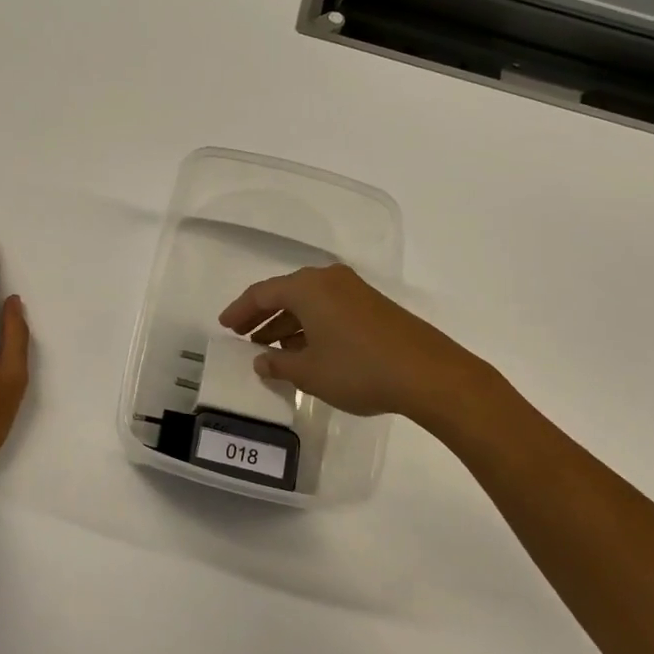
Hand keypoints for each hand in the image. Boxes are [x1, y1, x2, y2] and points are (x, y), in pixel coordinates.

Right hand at [219, 264, 516, 441]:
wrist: (429, 373)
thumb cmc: (359, 369)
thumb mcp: (310, 372)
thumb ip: (279, 364)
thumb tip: (262, 360)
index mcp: (307, 288)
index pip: (261, 293)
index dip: (240, 311)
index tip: (224, 326)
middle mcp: (328, 280)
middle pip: (285, 293)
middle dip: (263, 316)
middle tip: (244, 336)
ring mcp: (354, 290)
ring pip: (309, 302)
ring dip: (287, 323)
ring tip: (272, 349)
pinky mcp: (373, 306)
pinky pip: (329, 309)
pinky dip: (311, 325)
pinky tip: (307, 349)